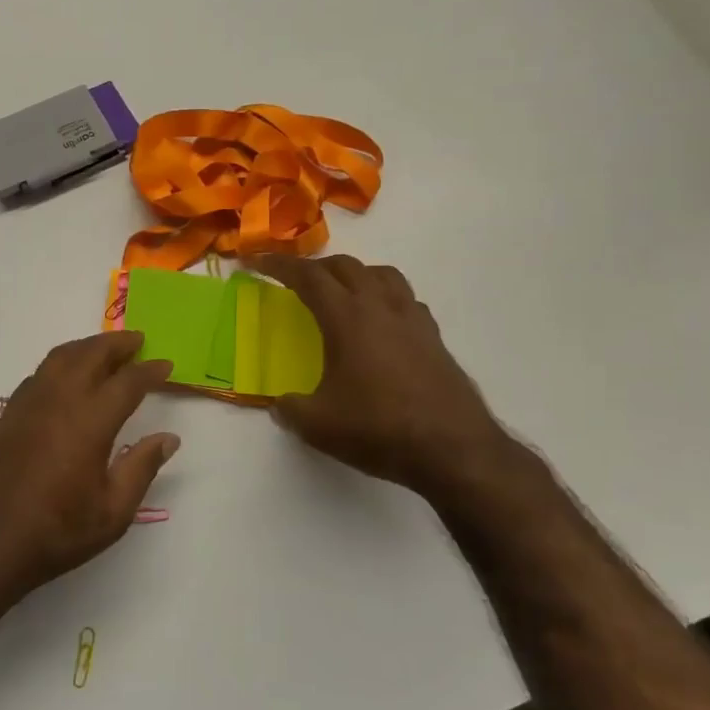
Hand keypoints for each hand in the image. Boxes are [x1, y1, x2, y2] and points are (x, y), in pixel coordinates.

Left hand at [0, 331, 178, 600]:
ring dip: (86, 347)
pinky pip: (38, 374)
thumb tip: (168, 439)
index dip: (149, 370)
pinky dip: (60, 364)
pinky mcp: (6, 415)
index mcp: (90, 422)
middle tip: (137, 340)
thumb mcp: (112, 513)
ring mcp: (27, 404)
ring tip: (104, 350)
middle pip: (90, 354)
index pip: (127, 382)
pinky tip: (66, 378)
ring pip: (59, 358)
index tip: (165, 365)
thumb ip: (141, 468)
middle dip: (116, 343)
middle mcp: (58, 401)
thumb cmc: (55, 533)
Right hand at [247, 254, 513, 499]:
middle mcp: (381, 307)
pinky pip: (405, 299)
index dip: (279, 265)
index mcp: (347, 317)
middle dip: (314, 267)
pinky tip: (380, 322)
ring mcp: (413, 320)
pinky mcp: (434, 338)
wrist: (453, 449)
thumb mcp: (318, 425)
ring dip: (354, 275)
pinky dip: (384, 297)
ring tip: (339, 292)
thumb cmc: (379, 429)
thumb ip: (290, 409)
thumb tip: (280, 405)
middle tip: (293, 281)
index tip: (255, 261)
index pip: (308, 277)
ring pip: (381, 275)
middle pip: (345, 267)